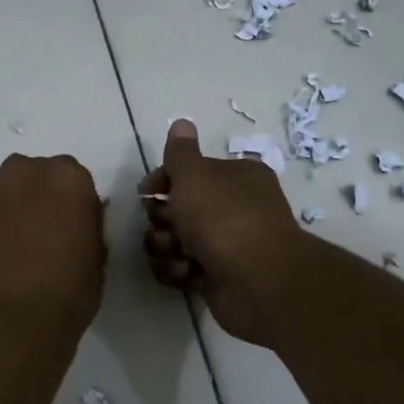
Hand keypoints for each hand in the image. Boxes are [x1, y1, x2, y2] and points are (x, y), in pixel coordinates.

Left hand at [0, 153, 106, 341]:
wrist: (8, 321)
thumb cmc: (67, 291)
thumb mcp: (97, 259)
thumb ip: (88, 229)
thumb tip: (80, 223)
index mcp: (68, 177)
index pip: (77, 181)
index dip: (77, 206)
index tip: (78, 231)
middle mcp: (27, 173)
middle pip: (39, 178)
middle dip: (44, 199)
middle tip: (51, 236)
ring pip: (12, 194)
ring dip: (18, 211)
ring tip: (24, 250)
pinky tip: (3, 259)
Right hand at [140, 120, 305, 348]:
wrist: (257, 281)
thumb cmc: (223, 218)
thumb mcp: (194, 175)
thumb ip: (180, 152)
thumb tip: (181, 122)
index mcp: (236, 177)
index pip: (189, 172)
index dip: (163, 180)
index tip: (147, 192)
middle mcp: (233, 207)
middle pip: (178, 208)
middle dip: (162, 218)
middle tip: (168, 225)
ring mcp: (226, 244)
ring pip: (175, 240)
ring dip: (165, 246)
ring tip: (177, 253)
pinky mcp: (217, 277)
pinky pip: (182, 269)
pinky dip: (178, 271)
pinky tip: (186, 273)